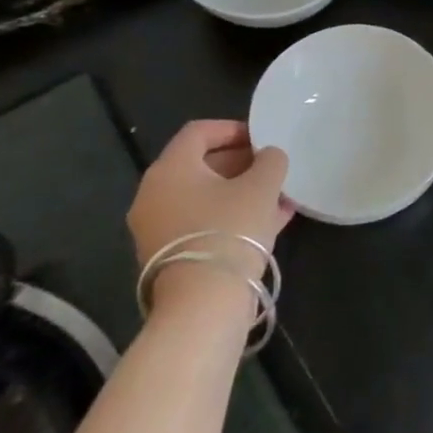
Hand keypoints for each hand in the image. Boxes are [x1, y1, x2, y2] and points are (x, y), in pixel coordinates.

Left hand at [129, 122, 292, 310]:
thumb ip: (270, 160)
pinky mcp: (169, 256)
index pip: (198, 132)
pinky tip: (270, 221)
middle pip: (200, 165)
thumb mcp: (262, 186)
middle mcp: (154, 195)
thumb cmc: (231, 229)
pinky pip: (203, 223)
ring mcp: (157, 228)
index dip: (233, 128)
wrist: (204, 303)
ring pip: (205, 197)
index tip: (263, 138)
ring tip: (278, 196)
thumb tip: (268, 155)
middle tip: (272, 167)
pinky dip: (231, 216)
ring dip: (240, 192)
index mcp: (170, 169)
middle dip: (241, 163)